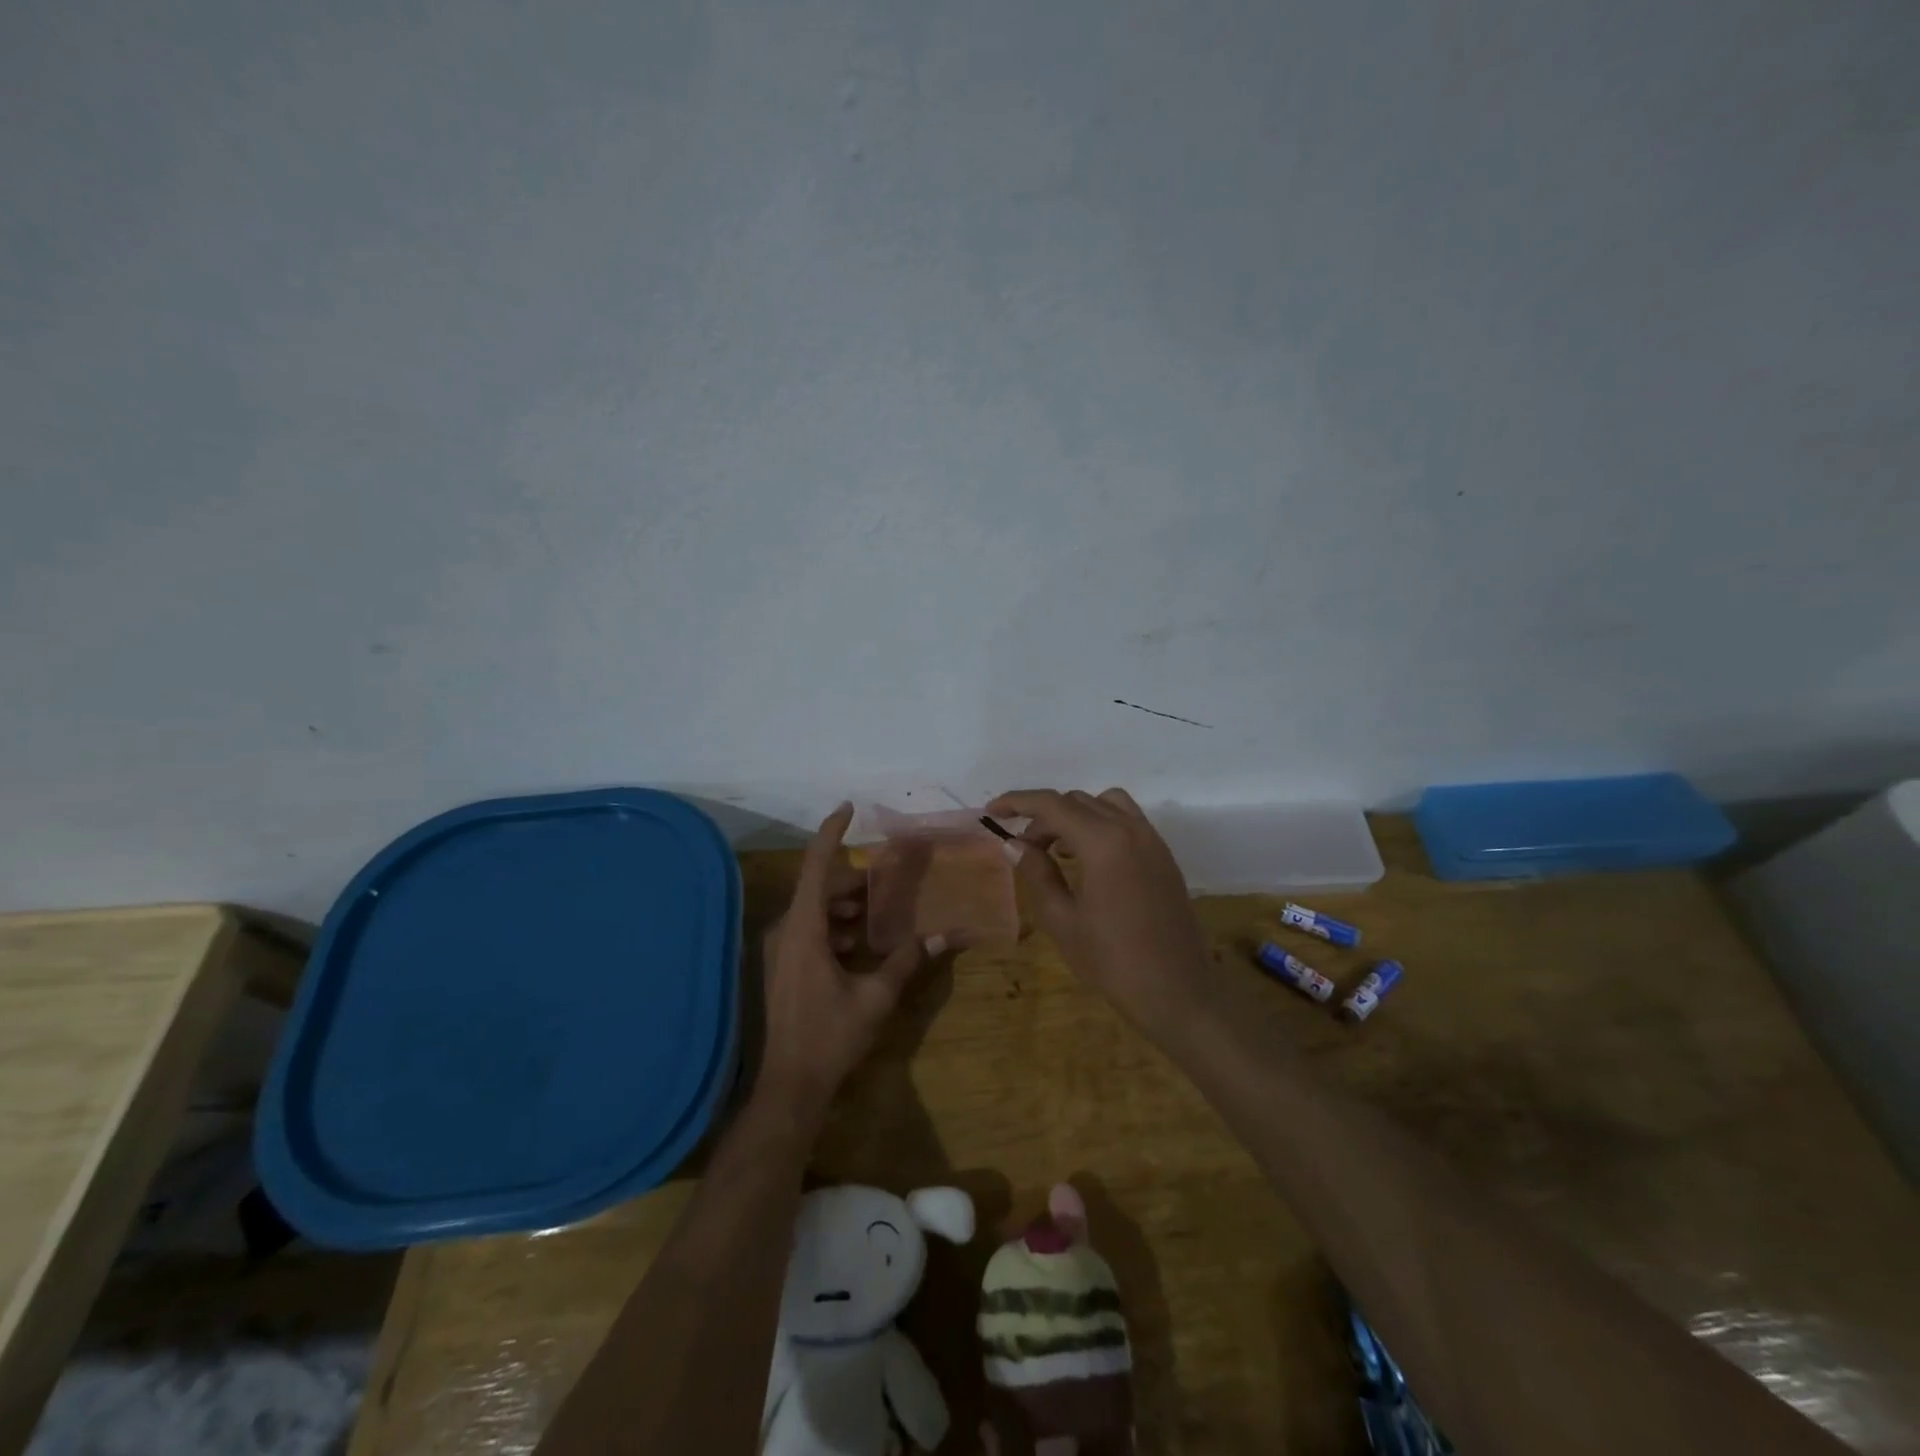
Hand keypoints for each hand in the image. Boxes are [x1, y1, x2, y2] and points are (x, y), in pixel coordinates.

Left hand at [757, 803, 940, 1120]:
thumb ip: (907, 961)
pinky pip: (810, 930)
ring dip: (844, 904)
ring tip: (877, 910)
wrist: (789, 1087)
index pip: (816, 867)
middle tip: (887, 878)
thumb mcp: (876, 998)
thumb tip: (945, 936)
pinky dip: (835, 926)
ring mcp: (781, 950)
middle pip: (819, 887)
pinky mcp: (784, 966)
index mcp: (804, 930)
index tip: (848, 807)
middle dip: (853, 878)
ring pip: (814, 909)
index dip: (831, 833)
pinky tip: (859, 943)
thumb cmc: (830, 1038)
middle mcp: (787, 931)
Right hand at [988, 787, 1214, 1032]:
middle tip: (1023, 848)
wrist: (1178, 993)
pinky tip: (1088, 860)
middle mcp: (1131, 829)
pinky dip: (1101, 825)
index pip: (1052, 805)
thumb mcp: (1062, 921)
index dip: (1018, 802)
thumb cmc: (1113, 961)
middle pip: (1077, 802)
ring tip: (1056, 849)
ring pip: (1105, 804)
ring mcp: (1153, 841)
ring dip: (1075, 815)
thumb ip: (1037, 874)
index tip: (992, 811)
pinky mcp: (1163, 857)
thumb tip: (1013, 845)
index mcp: (1104, 842)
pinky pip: (1127, 822)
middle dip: (1044, 817)